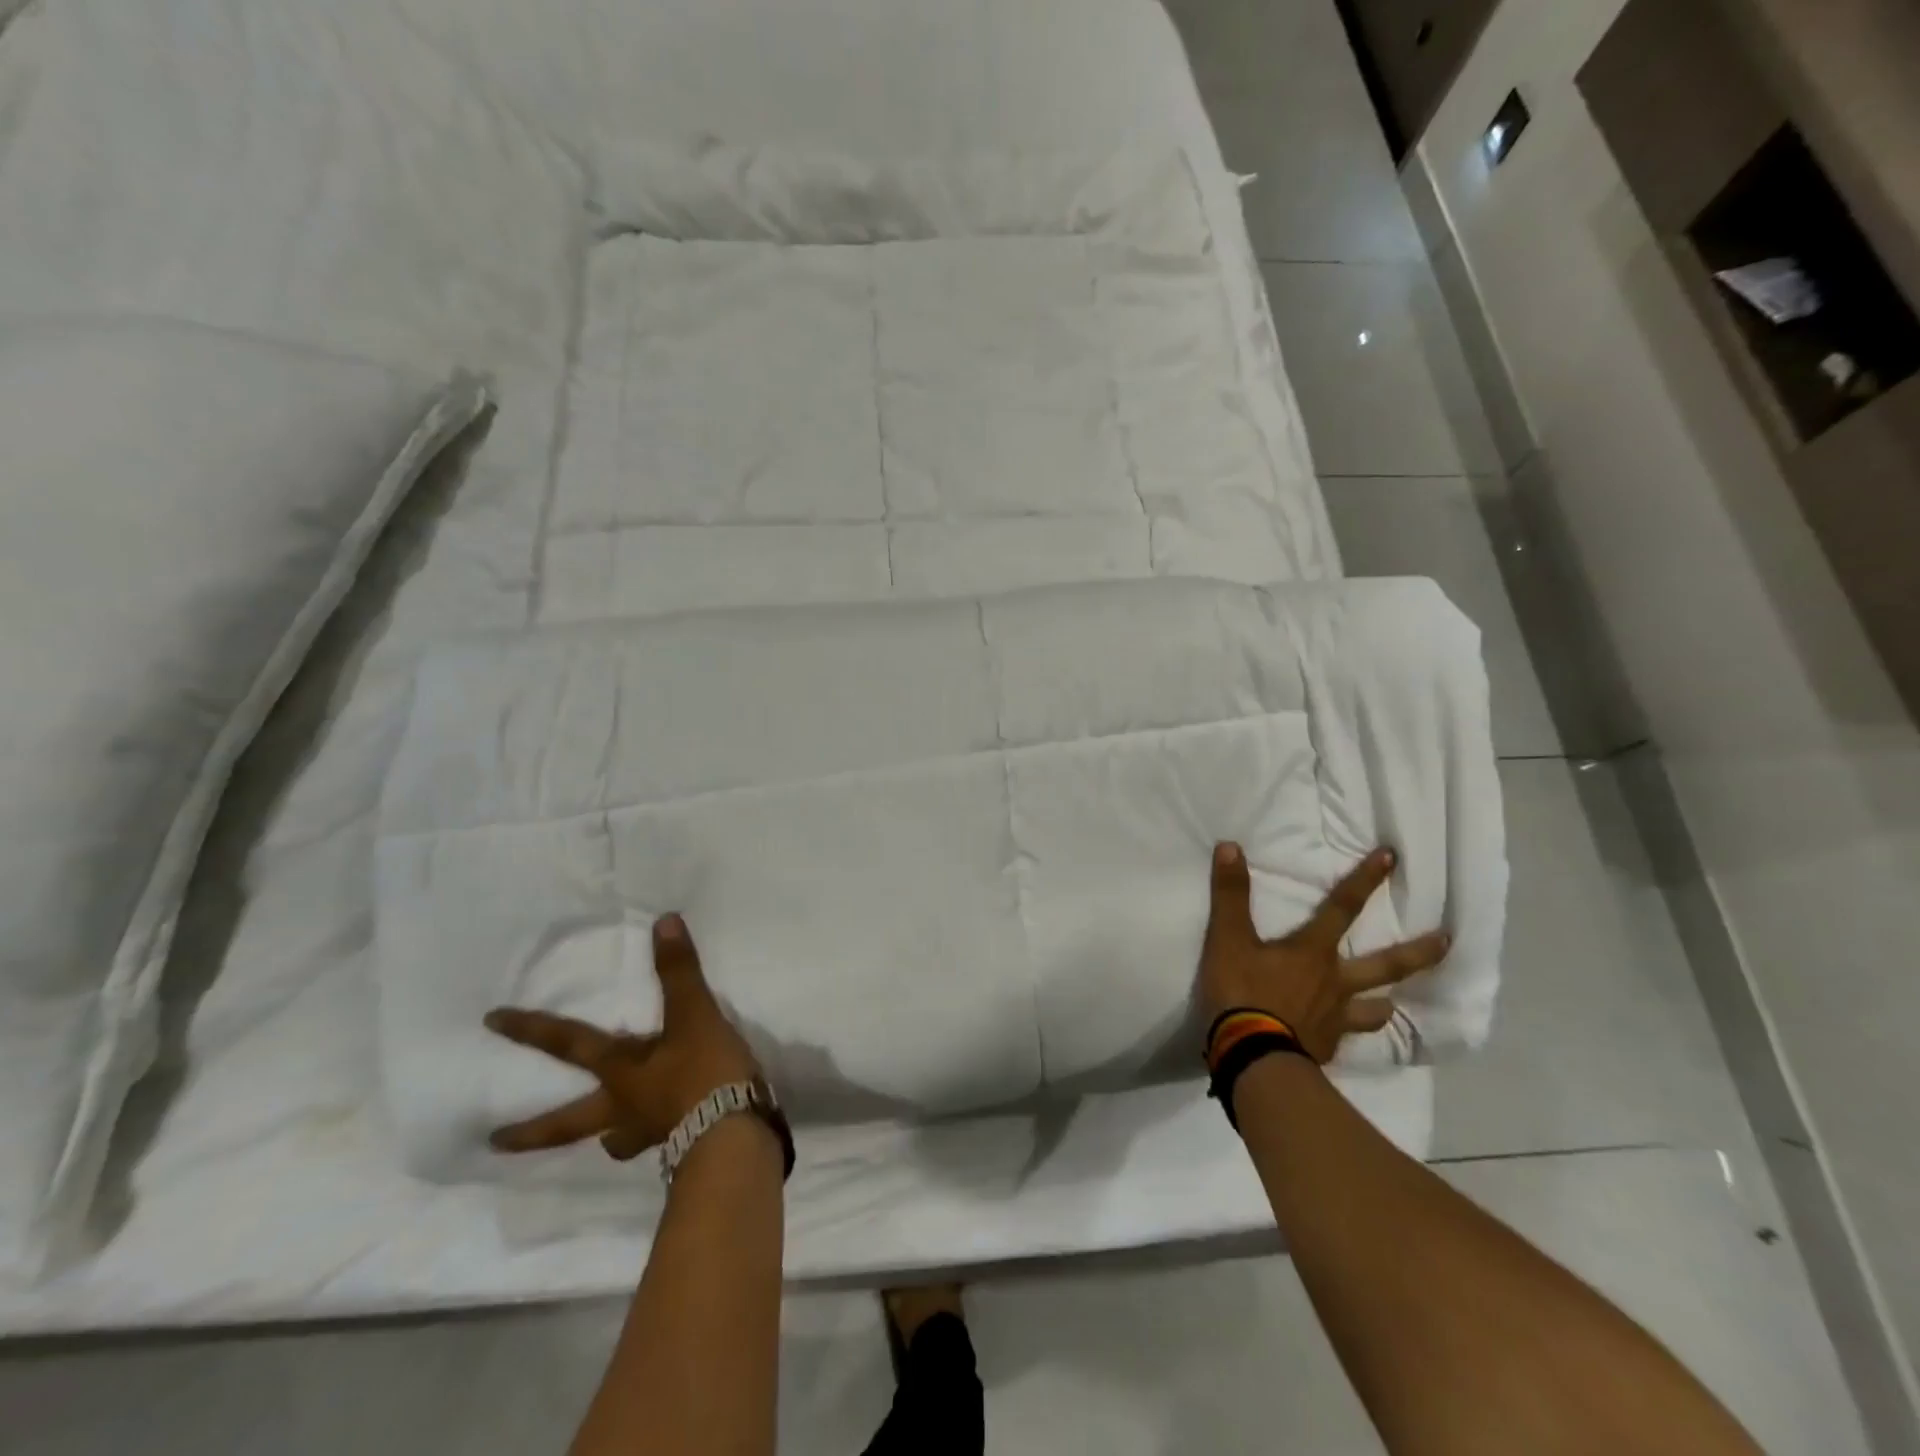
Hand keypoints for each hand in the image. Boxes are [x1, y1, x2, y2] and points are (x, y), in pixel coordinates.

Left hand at [484, 914, 762, 1160]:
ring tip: (607, 1139)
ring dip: (606, 1137)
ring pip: (615, 1139)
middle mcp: (624, 1108)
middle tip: (496, 1141)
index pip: (569, 1044)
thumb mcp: (694, 1015)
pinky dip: (656, 1135)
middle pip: (569, 1123)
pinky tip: (670, 1130)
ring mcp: (650, 1132)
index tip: (491, 1021)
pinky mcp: (681, 1146)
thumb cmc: (704, 1073)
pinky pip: (658, 1140)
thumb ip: (679, 971)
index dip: (532, 1030)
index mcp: (621, 1072)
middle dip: (533, 1131)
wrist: (734, 1135)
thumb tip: (663, 921)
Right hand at [1199, 843, 1449, 1063]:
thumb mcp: (1228, 938)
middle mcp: (1335, 982)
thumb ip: (1231, 894)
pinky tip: (1342, 1040)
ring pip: (1374, 1009)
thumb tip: (1230, 847)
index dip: (1365, 880)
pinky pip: (1345, 1039)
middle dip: (1418, 952)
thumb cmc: (1243, 992)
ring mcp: (1336, 1018)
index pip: (1343, 907)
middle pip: (1385, 965)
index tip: (1392, 858)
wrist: (1251, 1056)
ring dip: (1384, 1005)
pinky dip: (1347, 1035)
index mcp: (1313, 952)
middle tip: (1447, 941)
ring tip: (1392, 1006)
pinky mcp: (1326, 1047)